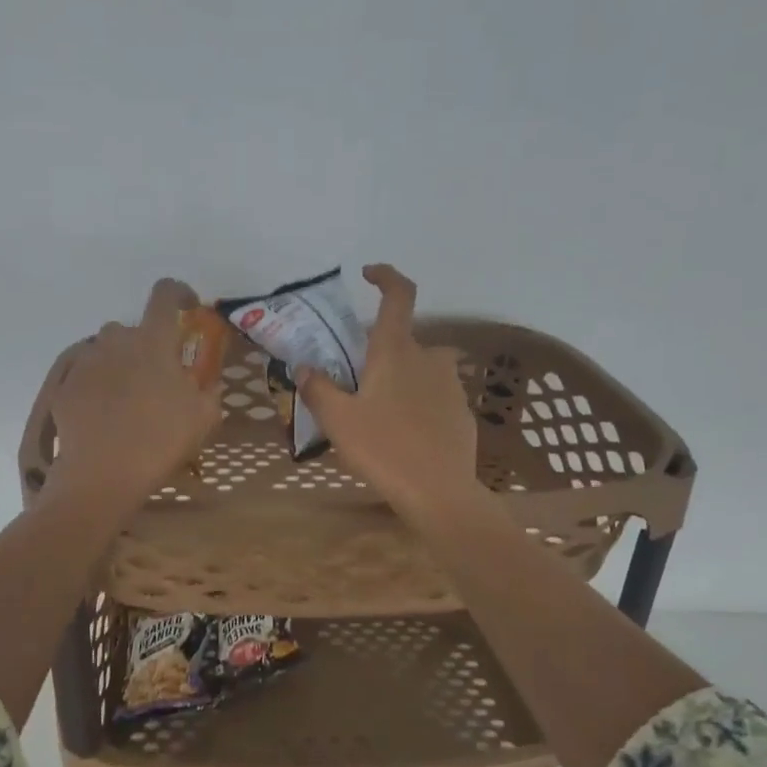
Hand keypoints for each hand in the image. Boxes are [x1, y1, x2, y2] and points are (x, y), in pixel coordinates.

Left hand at [49, 279, 223, 505]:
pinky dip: (97, 386)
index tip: (186, 307)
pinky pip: (85, 374)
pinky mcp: (65, 384)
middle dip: (146, 346)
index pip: (165, 294)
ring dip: (119, 364)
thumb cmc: (160, 442)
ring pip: (106, 350)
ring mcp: (85, 361)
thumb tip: (207, 380)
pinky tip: (104, 415)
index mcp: (153, 341)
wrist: (101, 474)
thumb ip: (208, 390)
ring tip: (127, 399)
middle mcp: (116, 340)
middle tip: (156, 379)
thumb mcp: (203, 418)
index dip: (178, 293)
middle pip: (133, 329)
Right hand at [298, 264, 485, 524]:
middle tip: (356, 382)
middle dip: (380, 353)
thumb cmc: (384, 449)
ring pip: (420, 369)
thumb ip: (318, 389)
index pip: (399, 295)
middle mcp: (428, 358)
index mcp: (396, 351)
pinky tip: (403, 435)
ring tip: (378, 412)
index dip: (386, 276)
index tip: (368, 274)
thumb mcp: (338, 421)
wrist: (439, 492)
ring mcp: (450, 385)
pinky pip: (434, 397)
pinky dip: (417, 405)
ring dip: (400, 379)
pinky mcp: (461, 412)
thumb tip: (304, 368)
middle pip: (403, 341)